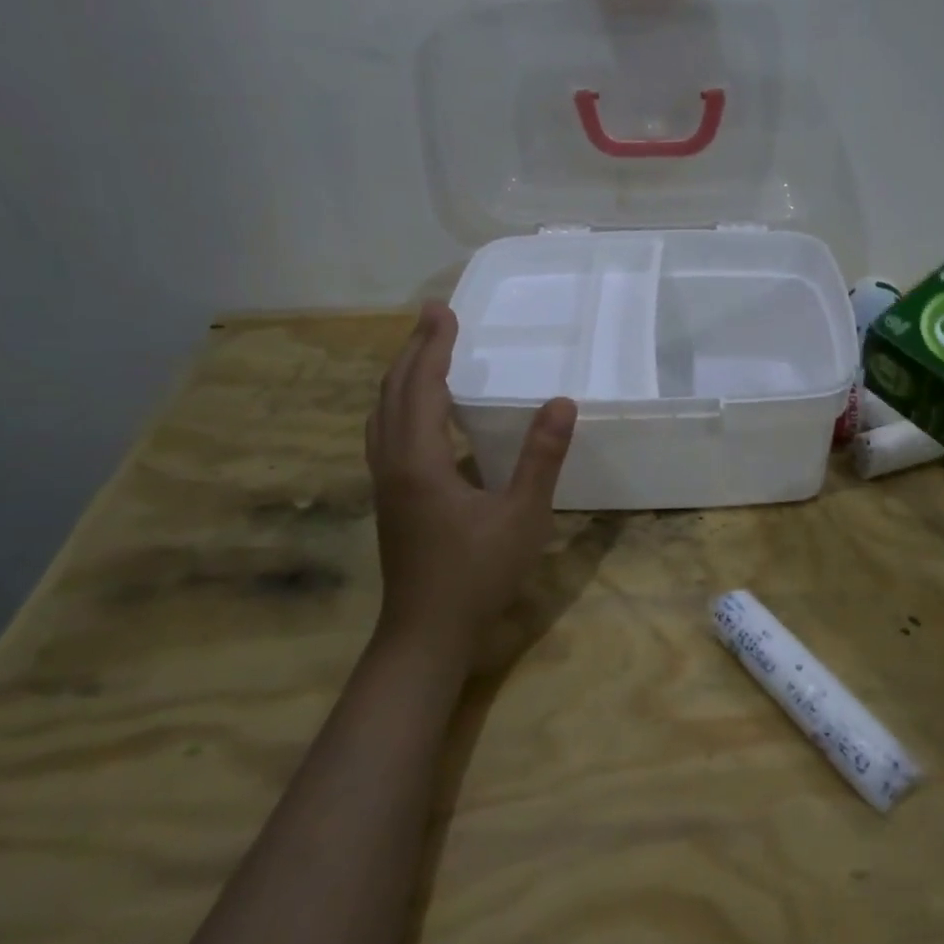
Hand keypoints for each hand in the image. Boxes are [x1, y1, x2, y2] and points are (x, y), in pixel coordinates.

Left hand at [364, 302, 576, 666]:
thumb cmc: (477, 574)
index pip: (421, 386)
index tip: (443, 310)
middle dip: (412, 350)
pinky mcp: (390, 498)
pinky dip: (399, 404)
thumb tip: (561, 402)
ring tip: (423, 351)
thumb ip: (541, 457)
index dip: (433, 346)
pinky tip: (421, 412)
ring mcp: (385, 482)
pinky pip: (385, 433)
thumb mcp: (523, 515)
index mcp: (420, 461)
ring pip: (382, 414)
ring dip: (400, 375)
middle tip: (433, 317)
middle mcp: (393, 463)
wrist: (425, 634)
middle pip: (392, 392)